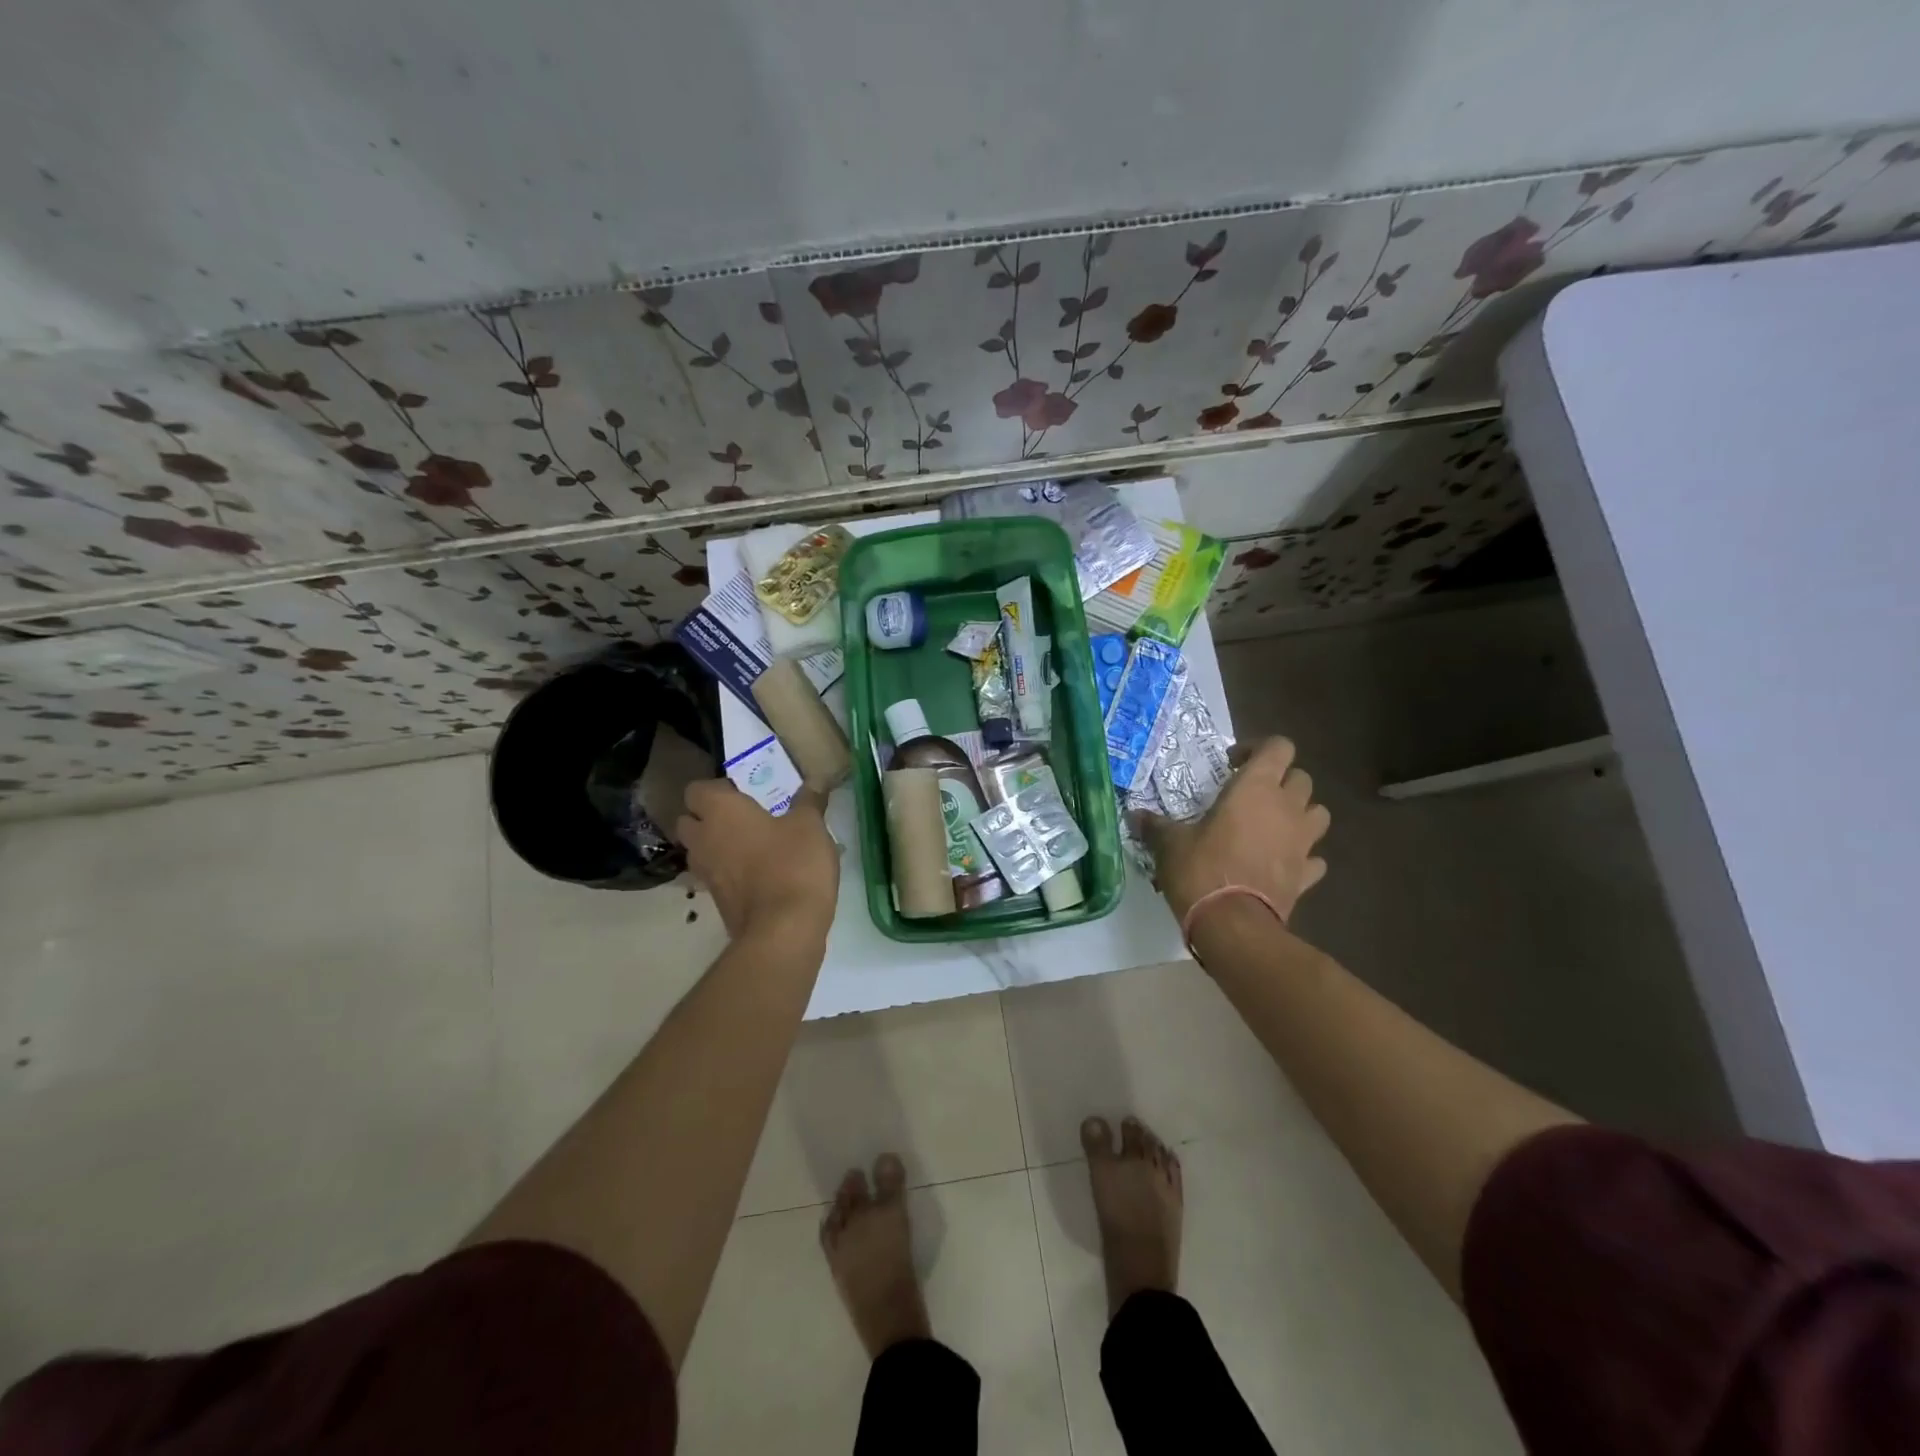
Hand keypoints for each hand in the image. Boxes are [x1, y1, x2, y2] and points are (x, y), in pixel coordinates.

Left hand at [677, 781, 838, 942]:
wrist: (783, 930)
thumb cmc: (793, 864)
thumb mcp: (810, 826)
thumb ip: (809, 801)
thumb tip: (814, 781)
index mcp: (720, 812)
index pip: (696, 790)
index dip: (716, 788)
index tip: (742, 791)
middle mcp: (704, 839)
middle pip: (689, 821)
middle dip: (708, 817)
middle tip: (743, 816)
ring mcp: (706, 874)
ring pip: (700, 851)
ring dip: (717, 845)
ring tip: (751, 843)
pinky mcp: (717, 901)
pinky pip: (716, 876)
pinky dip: (729, 871)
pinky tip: (760, 871)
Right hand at [1133, 737, 1329, 925]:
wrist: (1233, 925)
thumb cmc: (1201, 870)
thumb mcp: (1170, 844)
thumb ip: (1155, 826)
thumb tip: (1134, 816)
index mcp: (1255, 788)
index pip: (1279, 747)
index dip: (1258, 748)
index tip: (1231, 763)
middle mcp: (1286, 808)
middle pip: (1301, 777)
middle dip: (1280, 780)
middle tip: (1250, 795)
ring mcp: (1302, 842)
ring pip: (1318, 813)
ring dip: (1300, 813)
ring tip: (1272, 824)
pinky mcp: (1306, 874)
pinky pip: (1314, 857)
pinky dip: (1303, 856)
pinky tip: (1282, 862)